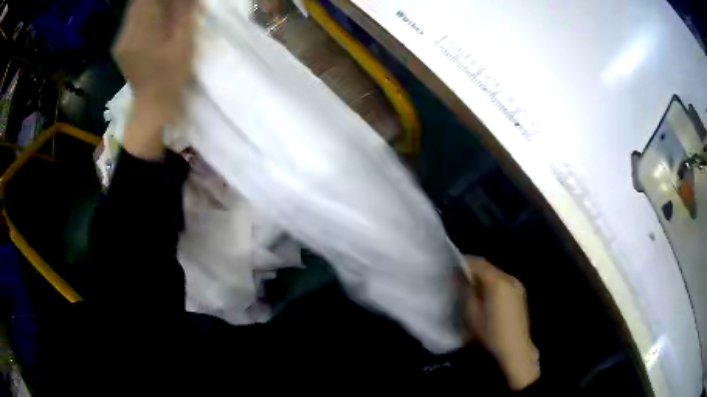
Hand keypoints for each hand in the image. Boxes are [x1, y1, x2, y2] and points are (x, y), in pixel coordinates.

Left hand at [112, 0, 198, 158]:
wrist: (152, 105)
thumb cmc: (171, 76)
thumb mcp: (183, 42)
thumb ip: (183, 12)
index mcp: (140, 32)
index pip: (144, 0)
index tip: (174, 1)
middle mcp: (125, 34)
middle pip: (138, 3)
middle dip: (158, 1)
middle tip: (174, 5)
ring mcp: (120, 41)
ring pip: (135, 10)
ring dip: (152, 6)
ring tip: (169, 12)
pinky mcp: (121, 46)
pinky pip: (132, 21)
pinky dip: (146, 15)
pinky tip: (157, 23)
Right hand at [462, 257, 539, 390]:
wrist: (515, 348)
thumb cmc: (491, 332)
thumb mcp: (472, 313)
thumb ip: (466, 291)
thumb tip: (460, 278)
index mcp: (497, 281)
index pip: (478, 263)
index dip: (464, 263)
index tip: (451, 268)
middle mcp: (509, 278)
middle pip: (488, 267)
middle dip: (473, 269)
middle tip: (459, 278)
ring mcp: (517, 284)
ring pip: (496, 273)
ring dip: (483, 276)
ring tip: (471, 286)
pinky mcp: (520, 293)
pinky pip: (503, 281)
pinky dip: (492, 283)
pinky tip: (486, 294)